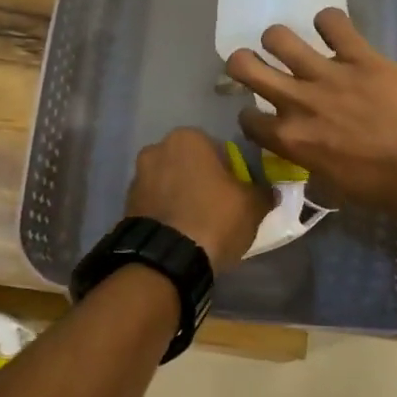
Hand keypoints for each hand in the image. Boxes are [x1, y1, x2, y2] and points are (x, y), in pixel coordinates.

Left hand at [125, 127, 273, 273]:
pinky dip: (167, 212)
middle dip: (202, 181)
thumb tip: (269, 191)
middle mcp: (157, 148)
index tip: (237, 193)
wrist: (167, 258)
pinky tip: (180, 233)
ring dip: (182, 196)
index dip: (231, 172)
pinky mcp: (126, 204)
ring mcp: (137, 176)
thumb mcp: (252, 206)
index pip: (218, 149)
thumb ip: (263, 192)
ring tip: (198, 223)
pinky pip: (155, 203)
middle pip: (190, 164)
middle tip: (219, 208)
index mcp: (188, 138)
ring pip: (170, 183)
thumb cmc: (214, 219)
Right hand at [226, 8, 396, 215]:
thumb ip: (312, 159)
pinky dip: (330, 22)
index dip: (251, 115)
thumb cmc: (386, 187)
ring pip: (279, 37)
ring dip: (280, 40)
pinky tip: (336, 31)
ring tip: (293, 45)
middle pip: (243, 66)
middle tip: (256, 64)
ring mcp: (328, 75)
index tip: (263, 114)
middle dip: (242, 62)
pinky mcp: (360, 56)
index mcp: (291, 139)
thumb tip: (310, 151)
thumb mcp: (336, 184)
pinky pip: (333, 22)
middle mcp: (298, 102)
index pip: (247, 119)